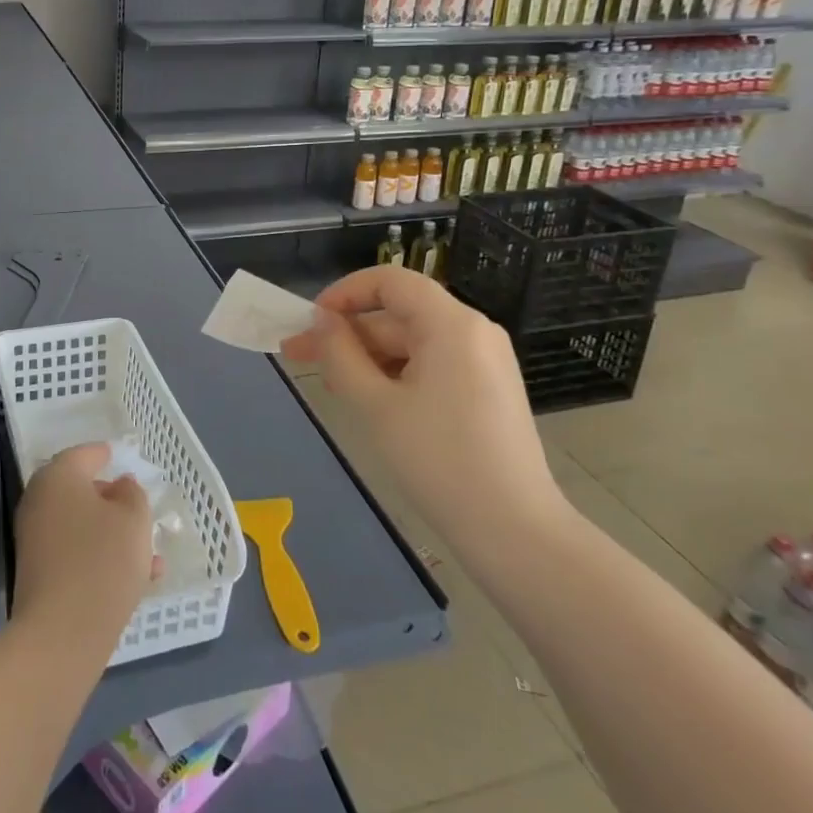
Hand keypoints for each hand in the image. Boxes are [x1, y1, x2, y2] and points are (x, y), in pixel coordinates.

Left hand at [12, 444, 159, 656]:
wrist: (61, 634)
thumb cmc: (102, 561)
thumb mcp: (134, 519)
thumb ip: (132, 494)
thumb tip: (119, 486)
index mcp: (58, 477)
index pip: (83, 455)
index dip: (103, 454)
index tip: (118, 456)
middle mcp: (40, 502)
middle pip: (79, 490)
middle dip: (111, 499)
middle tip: (137, 505)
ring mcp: (35, 540)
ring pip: (82, 525)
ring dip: (112, 532)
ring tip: (150, 551)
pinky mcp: (39, 574)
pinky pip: (76, 553)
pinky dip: (102, 556)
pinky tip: (138, 578)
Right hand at [281, 266, 567, 549]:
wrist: (514, 532)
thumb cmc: (439, 460)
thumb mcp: (375, 405)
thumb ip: (340, 354)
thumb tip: (322, 320)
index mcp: (451, 324)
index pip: (390, 281)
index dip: (344, 293)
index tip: (311, 322)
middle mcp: (473, 331)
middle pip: (398, 314)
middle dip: (347, 334)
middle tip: (298, 356)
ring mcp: (484, 361)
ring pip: (412, 342)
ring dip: (367, 357)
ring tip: (330, 385)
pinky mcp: (487, 389)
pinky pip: (431, 364)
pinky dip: (396, 374)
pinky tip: (368, 399)